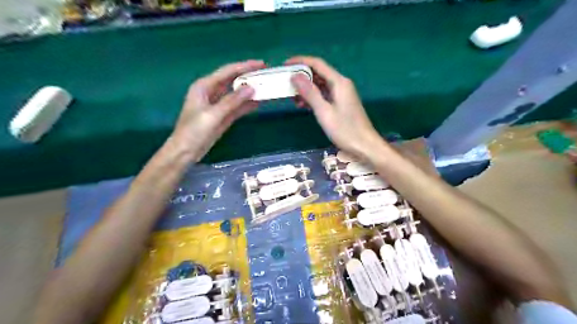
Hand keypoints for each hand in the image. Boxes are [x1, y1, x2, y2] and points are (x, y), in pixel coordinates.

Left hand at [169, 59, 262, 160]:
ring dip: (249, 91)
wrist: (185, 152)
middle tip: (266, 74)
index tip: (261, 64)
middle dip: (248, 77)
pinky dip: (247, 105)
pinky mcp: (223, 116)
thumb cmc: (194, 131)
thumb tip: (251, 88)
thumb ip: (232, 101)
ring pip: (236, 94)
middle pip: (233, 81)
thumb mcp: (213, 115)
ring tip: (266, 87)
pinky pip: (237, 107)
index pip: (227, 72)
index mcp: (204, 86)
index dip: (244, 66)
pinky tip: (258, 103)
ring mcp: (218, 105)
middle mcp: (211, 92)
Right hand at [287, 56, 381, 159]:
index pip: (317, 64)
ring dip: (306, 89)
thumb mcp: (324, 112)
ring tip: (292, 98)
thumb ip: (310, 93)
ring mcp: (341, 94)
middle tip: (286, 84)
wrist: (364, 146)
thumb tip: (295, 76)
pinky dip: (313, 98)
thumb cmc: (345, 130)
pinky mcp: (340, 103)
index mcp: (339, 82)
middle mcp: (340, 84)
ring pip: (320, 85)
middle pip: (318, 73)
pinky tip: (303, 105)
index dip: (300, 61)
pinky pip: (324, 95)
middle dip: (301, 77)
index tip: (285, 65)